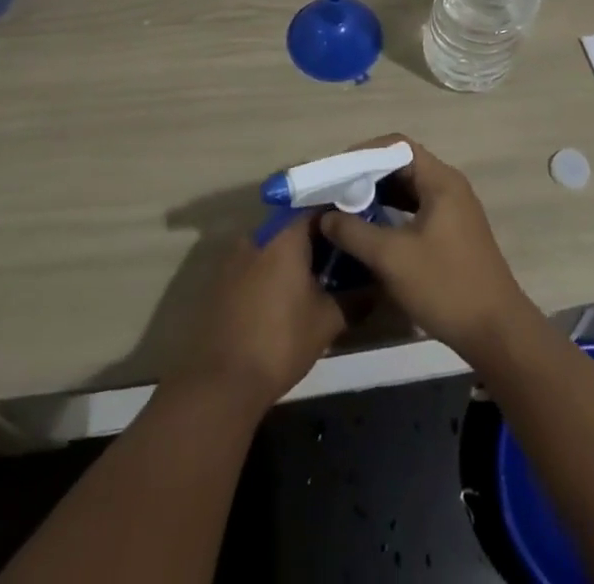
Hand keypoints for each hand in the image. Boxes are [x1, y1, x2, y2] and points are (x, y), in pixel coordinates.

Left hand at [175, 213, 346, 410]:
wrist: (220, 383)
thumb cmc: (280, 342)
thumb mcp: (327, 322)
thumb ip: (354, 299)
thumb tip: (375, 289)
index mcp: (285, 236)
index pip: (317, 210)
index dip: (338, 221)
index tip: (355, 235)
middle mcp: (257, 237)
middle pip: (292, 228)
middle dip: (315, 242)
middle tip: (338, 263)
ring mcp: (233, 258)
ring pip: (271, 247)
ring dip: (290, 260)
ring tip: (312, 283)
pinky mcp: (219, 282)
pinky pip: (252, 266)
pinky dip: (269, 275)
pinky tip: (282, 300)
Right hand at [319, 136, 536, 358]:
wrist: (496, 331)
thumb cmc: (444, 285)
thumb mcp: (392, 258)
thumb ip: (354, 232)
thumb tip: (325, 216)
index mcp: (440, 180)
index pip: (397, 146)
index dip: (364, 152)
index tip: (337, 171)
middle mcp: (449, 186)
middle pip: (402, 165)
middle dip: (367, 175)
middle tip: (335, 190)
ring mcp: (453, 210)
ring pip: (409, 189)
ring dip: (378, 195)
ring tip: (346, 209)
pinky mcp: (453, 233)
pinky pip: (417, 210)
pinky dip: (392, 213)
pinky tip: (371, 230)